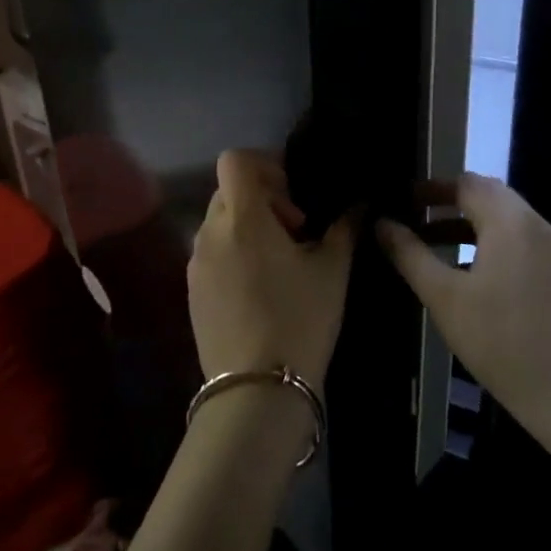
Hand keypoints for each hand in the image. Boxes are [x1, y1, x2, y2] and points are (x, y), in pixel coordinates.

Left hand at [187, 150, 354, 388]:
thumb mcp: (332, 271)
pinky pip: (211, 254)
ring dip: (247, 228)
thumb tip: (359, 204)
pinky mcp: (191, 291)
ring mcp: (195, 263)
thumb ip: (344, 228)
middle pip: (228, 191)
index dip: (263, 165)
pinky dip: (233, 255)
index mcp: (241, 217)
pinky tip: (259, 291)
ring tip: (279, 264)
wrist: (257, 390)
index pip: (234, 160)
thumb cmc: (300, 319)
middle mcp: (209, 231)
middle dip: (261, 199)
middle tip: (295, 231)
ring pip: (219, 223)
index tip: (292, 194)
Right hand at [377, 174, 550, 447]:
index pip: (466, 183)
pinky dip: (486, 242)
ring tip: (428, 243)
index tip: (399, 200)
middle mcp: (536, 226)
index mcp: (510, 222)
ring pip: (503, 219)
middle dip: (447, 202)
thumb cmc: (503, 342)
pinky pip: (517, 241)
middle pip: (487, 195)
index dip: (430, 188)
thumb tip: (381, 222)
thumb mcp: (444, 297)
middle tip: (411, 216)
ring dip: (465, 223)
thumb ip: (409, 254)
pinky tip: (464, 271)